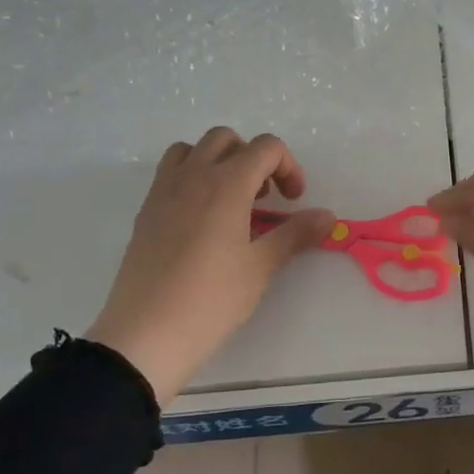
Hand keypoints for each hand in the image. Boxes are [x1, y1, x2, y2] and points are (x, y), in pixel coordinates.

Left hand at [87, 127, 334, 400]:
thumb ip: (295, 233)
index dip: (289, 166)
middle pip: (226, 139)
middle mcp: (193, 177)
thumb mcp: (261, 266)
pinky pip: (170, 174)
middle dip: (253, 158)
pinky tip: (202, 221)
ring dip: (217, 162)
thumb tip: (328, 216)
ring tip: (231, 200)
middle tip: (264, 197)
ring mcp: (163, 192)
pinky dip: (192, 179)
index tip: (294, 200)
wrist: (146, 334)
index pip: (265, 147)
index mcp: (226, 184)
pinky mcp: (146, 212)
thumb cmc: (211, 299)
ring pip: (192, 150)